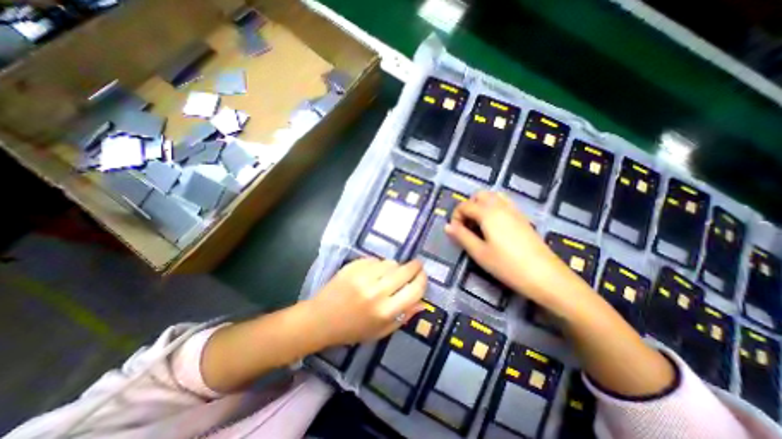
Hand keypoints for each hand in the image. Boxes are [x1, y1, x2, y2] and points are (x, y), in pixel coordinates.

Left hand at [307, 257, 425, 345]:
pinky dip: (378, 265)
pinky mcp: (353, 266)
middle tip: (416, 266)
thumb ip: (403, 317)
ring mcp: (363, 276)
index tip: (423, 275)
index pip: (415, 290)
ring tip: (389, 274)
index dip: (422, 280)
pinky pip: (375, 260)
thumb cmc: (351, 330)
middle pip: (405, 271)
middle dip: (415, 267)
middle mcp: (377, 291)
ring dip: (395, 267)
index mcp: (385, 311)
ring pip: (391, 263)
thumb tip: (422, 302)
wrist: (320, 319)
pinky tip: (372, 272)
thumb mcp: (380, 331)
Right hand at [446, 190, 578, 308]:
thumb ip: (461, 236)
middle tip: (467, 225)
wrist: (545, 276)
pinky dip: (494, 208)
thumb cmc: (507, 265)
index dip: (456, 216)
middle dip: (468, 206)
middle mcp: (501, 206)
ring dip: (481, 205)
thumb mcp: (479, 252)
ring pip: (493, 197)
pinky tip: (494, 227)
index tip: (455, 231)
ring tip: (479, 225)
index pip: (465, 205)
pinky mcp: (523, 218)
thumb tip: (447, 226)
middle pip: (479, 195)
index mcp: (488, 213)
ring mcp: (514, 210)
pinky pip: (504, 203)